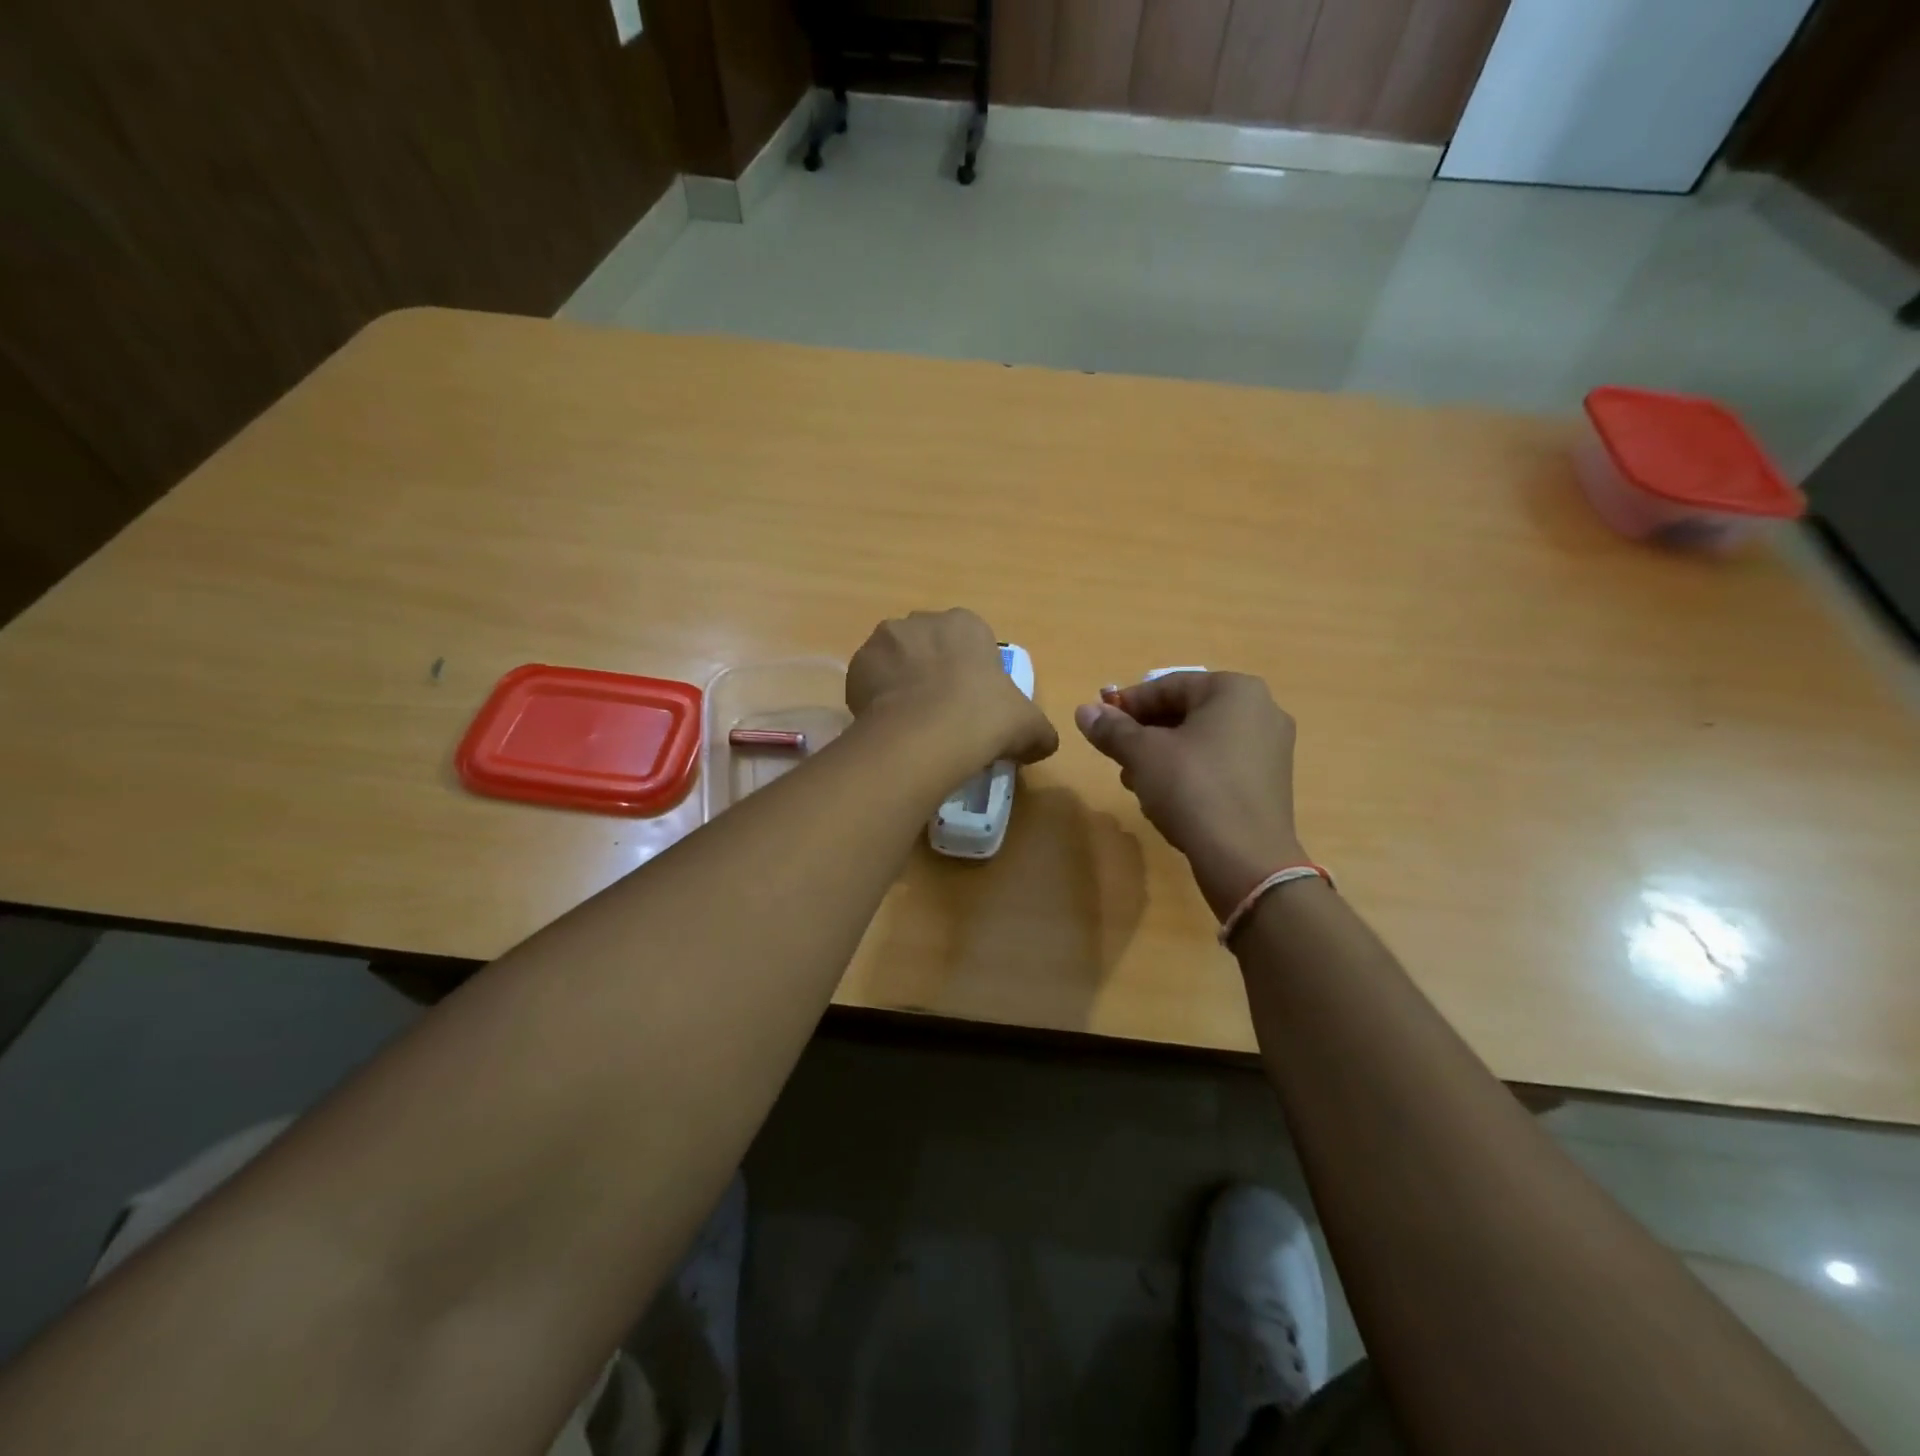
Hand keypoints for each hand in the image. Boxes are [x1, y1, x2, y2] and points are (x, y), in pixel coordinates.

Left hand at [847, 609, 1058, 769]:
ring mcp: (884, 640)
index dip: (970, 672)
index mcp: (966, 624)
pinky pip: (868, 682)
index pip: (969, 642)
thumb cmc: (984, 718)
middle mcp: (921, 621)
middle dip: (932, 671)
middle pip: (928, 646)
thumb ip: (1039, 731)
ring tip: (911, 722)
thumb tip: (1044, 744)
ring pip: (895, 661)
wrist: (926, 735)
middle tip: (940, 712)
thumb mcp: (1029, 726)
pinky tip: (889, 725)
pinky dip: (876, 700)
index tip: (971, 703)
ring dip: (901, 682)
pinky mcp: (855, 666)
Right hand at [1075, 672, 1302, 917]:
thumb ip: (1112, 728)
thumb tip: (1084, 711)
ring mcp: (1270, 749)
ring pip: (1200, 742)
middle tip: (1116, 755)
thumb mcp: (1142, 754)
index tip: (1100, 722)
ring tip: (1135, 782)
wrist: (1245, 859)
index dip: (1128, 704)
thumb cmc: (1193, 789)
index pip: (1168, 686)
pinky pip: (1219, 766)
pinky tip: (1165, 801)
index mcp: (1235, 690)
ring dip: (1162, 757)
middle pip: (1186, 713)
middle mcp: (1261, 710)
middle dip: (1145, 734)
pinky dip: (1189, 775)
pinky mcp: (1269, 784)